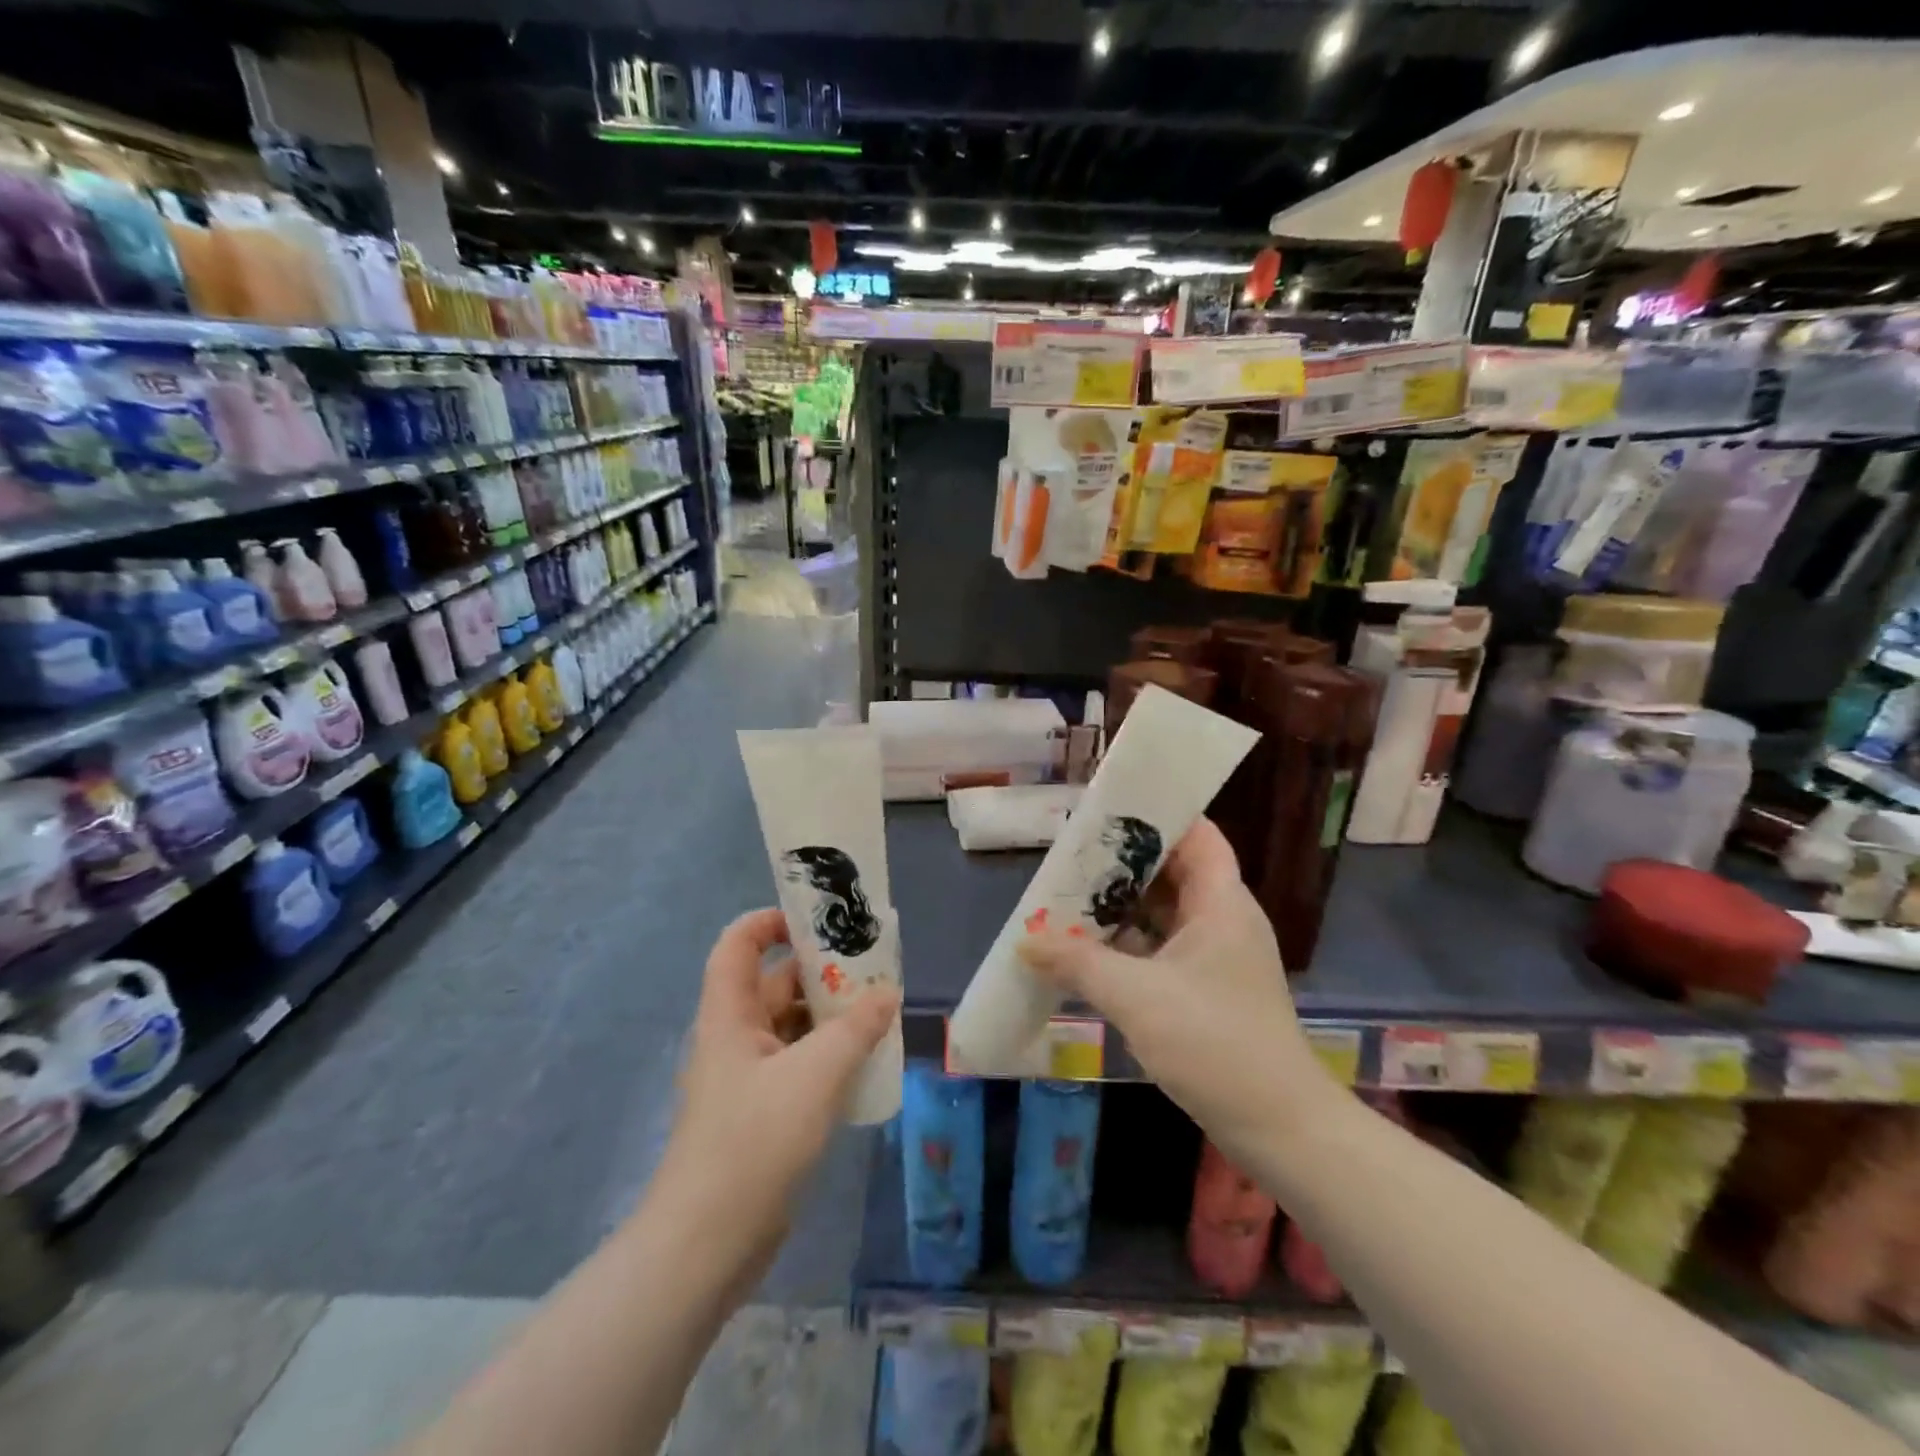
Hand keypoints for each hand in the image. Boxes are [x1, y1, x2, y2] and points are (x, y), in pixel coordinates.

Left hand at [658, 908, 899, 1275]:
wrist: (707, 1246)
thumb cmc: (754, 1142)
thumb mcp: (815, 1076)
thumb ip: (855, 1029)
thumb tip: (887, 993)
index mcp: (730, 1015)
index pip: (738, 945)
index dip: (770, 922)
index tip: (818, 922)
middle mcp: (734, 1038)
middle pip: (775, 984)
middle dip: (821, 971)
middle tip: (873, 967)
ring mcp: (747, 1078)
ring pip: (791, 1027)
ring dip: (831, 1016)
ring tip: (880, 1010)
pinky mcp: (762, 1112)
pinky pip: (798, 1064)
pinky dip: (828, 1054)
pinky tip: (864, 1061)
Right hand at [1017, 818, 1334, 1160]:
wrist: (1278, 1127)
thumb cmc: (1214, 1043)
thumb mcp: (1136, 997)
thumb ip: (1077, 963)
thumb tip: (1026, 943)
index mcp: (1222, 902)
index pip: (1196, 833)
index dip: (1155, 814)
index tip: (1106, 811)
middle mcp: (1223, 918)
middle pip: (1173, 870)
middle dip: (1122, 863)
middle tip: (1071, 856)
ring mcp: (1216, 954)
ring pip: (1165, 911)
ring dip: (1121, 906)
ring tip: (1069, 896)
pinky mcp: (1208, 987)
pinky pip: (1163, 946)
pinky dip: (1129, 943)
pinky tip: (1089, 949)